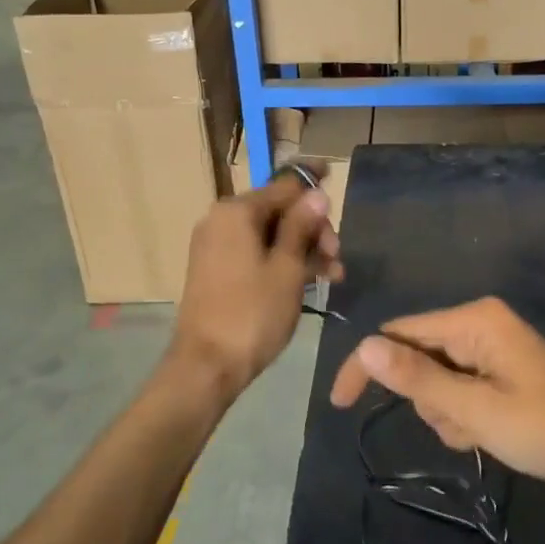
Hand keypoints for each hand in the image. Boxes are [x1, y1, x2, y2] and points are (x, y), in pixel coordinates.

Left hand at [169, 170, 342, 402]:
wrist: (207, 366)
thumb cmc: (253, 313)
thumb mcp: (288, 268)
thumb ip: (302, 226)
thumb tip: (316, 194)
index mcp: (236, 211)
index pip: (284, 184)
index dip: (312, 183)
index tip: (335, 177)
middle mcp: (222, 220)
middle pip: (278, 210)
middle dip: (313, 228)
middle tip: (337, 255)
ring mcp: (216, 246)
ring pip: (270, 234)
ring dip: (303, 248)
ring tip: (333, 274)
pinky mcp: (217, 269)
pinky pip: (256, 252)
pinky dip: (282, 261)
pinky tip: (311, 280)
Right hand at [328, 297, 544, 498]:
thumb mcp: (476, 411)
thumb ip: (417, 379)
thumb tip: (363, 347)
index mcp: (474, 320)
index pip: (398, 334)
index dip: (367, 367)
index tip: (339, 406)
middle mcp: (480, 323)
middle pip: (419, 357)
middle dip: (428, 400)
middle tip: (464, 428)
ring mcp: (493, 347)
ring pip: (438, 380)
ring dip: (448, 413)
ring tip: (483, 435)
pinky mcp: (503, 370)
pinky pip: (462, 388)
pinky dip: (465, 415)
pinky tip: (492, 435)